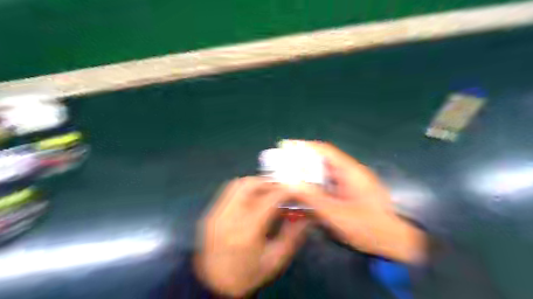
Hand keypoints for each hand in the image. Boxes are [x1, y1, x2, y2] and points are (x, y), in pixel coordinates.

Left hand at [195, 178, 306, 295]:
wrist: (214, 285)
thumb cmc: (248, 275)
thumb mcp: (275, 260)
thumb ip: (293, 235)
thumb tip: (307, 216)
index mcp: (247, 232)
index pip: (269, 199)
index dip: (285, 191)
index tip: (295, 190)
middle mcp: (228, 218)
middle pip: (250, 185)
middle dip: (269, 182)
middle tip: (281, 188)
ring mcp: (216, 214)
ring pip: (237, 184)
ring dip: (256, 183)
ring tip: (268, 190)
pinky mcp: (210, 214)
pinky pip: (228, 192)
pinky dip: (244, 189)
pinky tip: (253, 198)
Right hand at [294, 143, 427, 263]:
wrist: (396, 244)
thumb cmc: (369, 228)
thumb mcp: (338, 214)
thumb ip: (313, 198)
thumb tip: (290, 182)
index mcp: (350, 171)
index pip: (324, 151)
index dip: (304, 146)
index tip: (286, 147)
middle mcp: (350, 173)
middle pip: (322, 161)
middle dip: (302, 162)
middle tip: (282, 167)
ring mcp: (350, 183)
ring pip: (324, 174)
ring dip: (307, 176)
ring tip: (290, 181)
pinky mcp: (349, 194)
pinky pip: (328, 185)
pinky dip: (315, 187)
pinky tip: (306, 196)